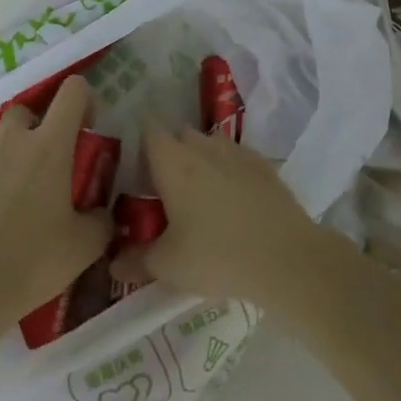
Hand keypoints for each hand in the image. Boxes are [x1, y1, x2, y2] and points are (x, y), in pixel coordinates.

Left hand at [0, 75, 112, 326]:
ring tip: (19, 200)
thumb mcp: (85, 246)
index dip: (83, 100)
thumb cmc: (32, 261)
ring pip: (0, 142)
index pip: (71, 92)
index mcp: (49, 146)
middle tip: (50, 165)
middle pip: (28, 110)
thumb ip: (101, 221)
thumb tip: (102, 214)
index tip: (86, 127)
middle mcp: (12, 142)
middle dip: (40, 128)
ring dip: (14, 157)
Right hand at [115, 128, 321, 304]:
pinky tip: (233, 201)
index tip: (137, 176)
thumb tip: (113, 266)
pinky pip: (237, 158)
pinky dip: (230, 171)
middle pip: (179, 136)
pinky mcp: (265, 166)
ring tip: (200, 197)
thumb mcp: (168, 266)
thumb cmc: (217, 255)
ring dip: (201, 161)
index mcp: (173, 162)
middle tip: (164, 191)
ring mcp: (237, 153)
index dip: (140, 150)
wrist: (286, 258)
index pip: (148, 133)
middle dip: (170, 155)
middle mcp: (203, 147)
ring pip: (210, 144)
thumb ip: (136, 262)